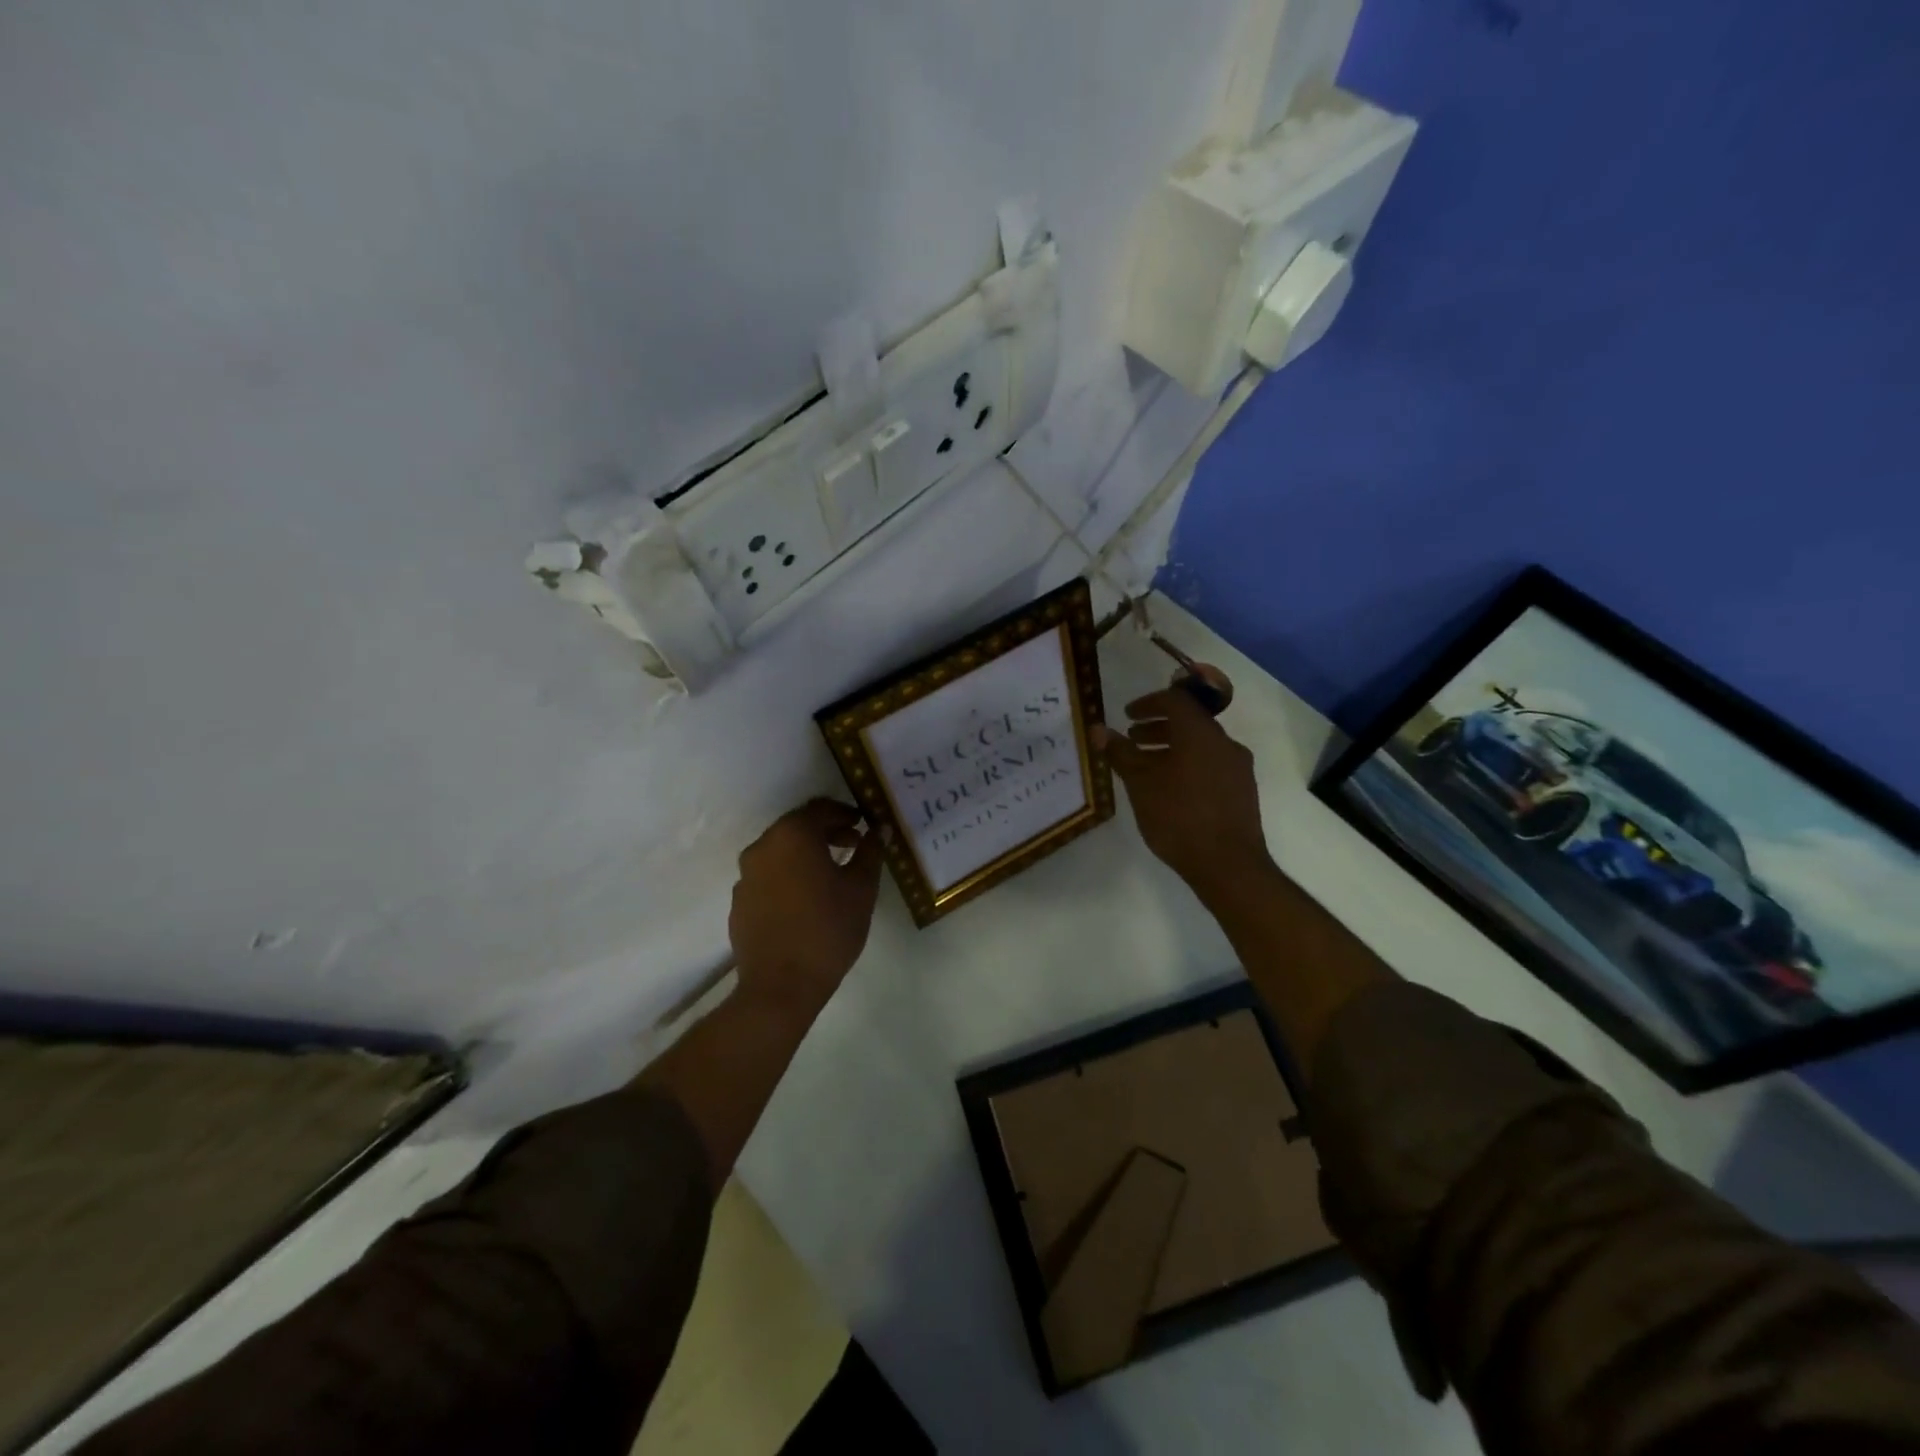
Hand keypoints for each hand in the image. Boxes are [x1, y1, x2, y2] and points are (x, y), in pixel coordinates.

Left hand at [728, 799, 884, 1012]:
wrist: (780, 986)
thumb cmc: (828, 929)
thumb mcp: (861, 888)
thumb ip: (870, 852)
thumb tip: (879, 829)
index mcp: (793, 836)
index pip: (821, 808)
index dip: (845, 813)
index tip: (863, 825)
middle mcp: (763, 846)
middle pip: (797, 827)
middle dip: (826, 831)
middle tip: (852, 845)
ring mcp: (746, 875)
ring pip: (780, 851)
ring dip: (806, 853)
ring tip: (831, 874)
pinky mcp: (740, 900)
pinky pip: (767, 875)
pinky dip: (788, 875)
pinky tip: (806, 899)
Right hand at [1093, 671, 1273, 901]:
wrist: (1228, 864)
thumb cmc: (1179, 817)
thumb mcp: (1140, 784)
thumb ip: (1121, 753)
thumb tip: (1099, 730)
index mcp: (1201, 734)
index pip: (1175, 700)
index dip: (1148, 703)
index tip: (1127, 716)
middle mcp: (1224, 743)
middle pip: (1189, 722)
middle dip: (1158, 728)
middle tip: (1132, 739)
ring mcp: (1238, 768)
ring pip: (1201, 746)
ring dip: (1172, 748)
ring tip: (1146, 768)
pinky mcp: (1242, 791)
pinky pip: (1211, 765)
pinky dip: (1187, 765)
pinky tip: (1170, 790)